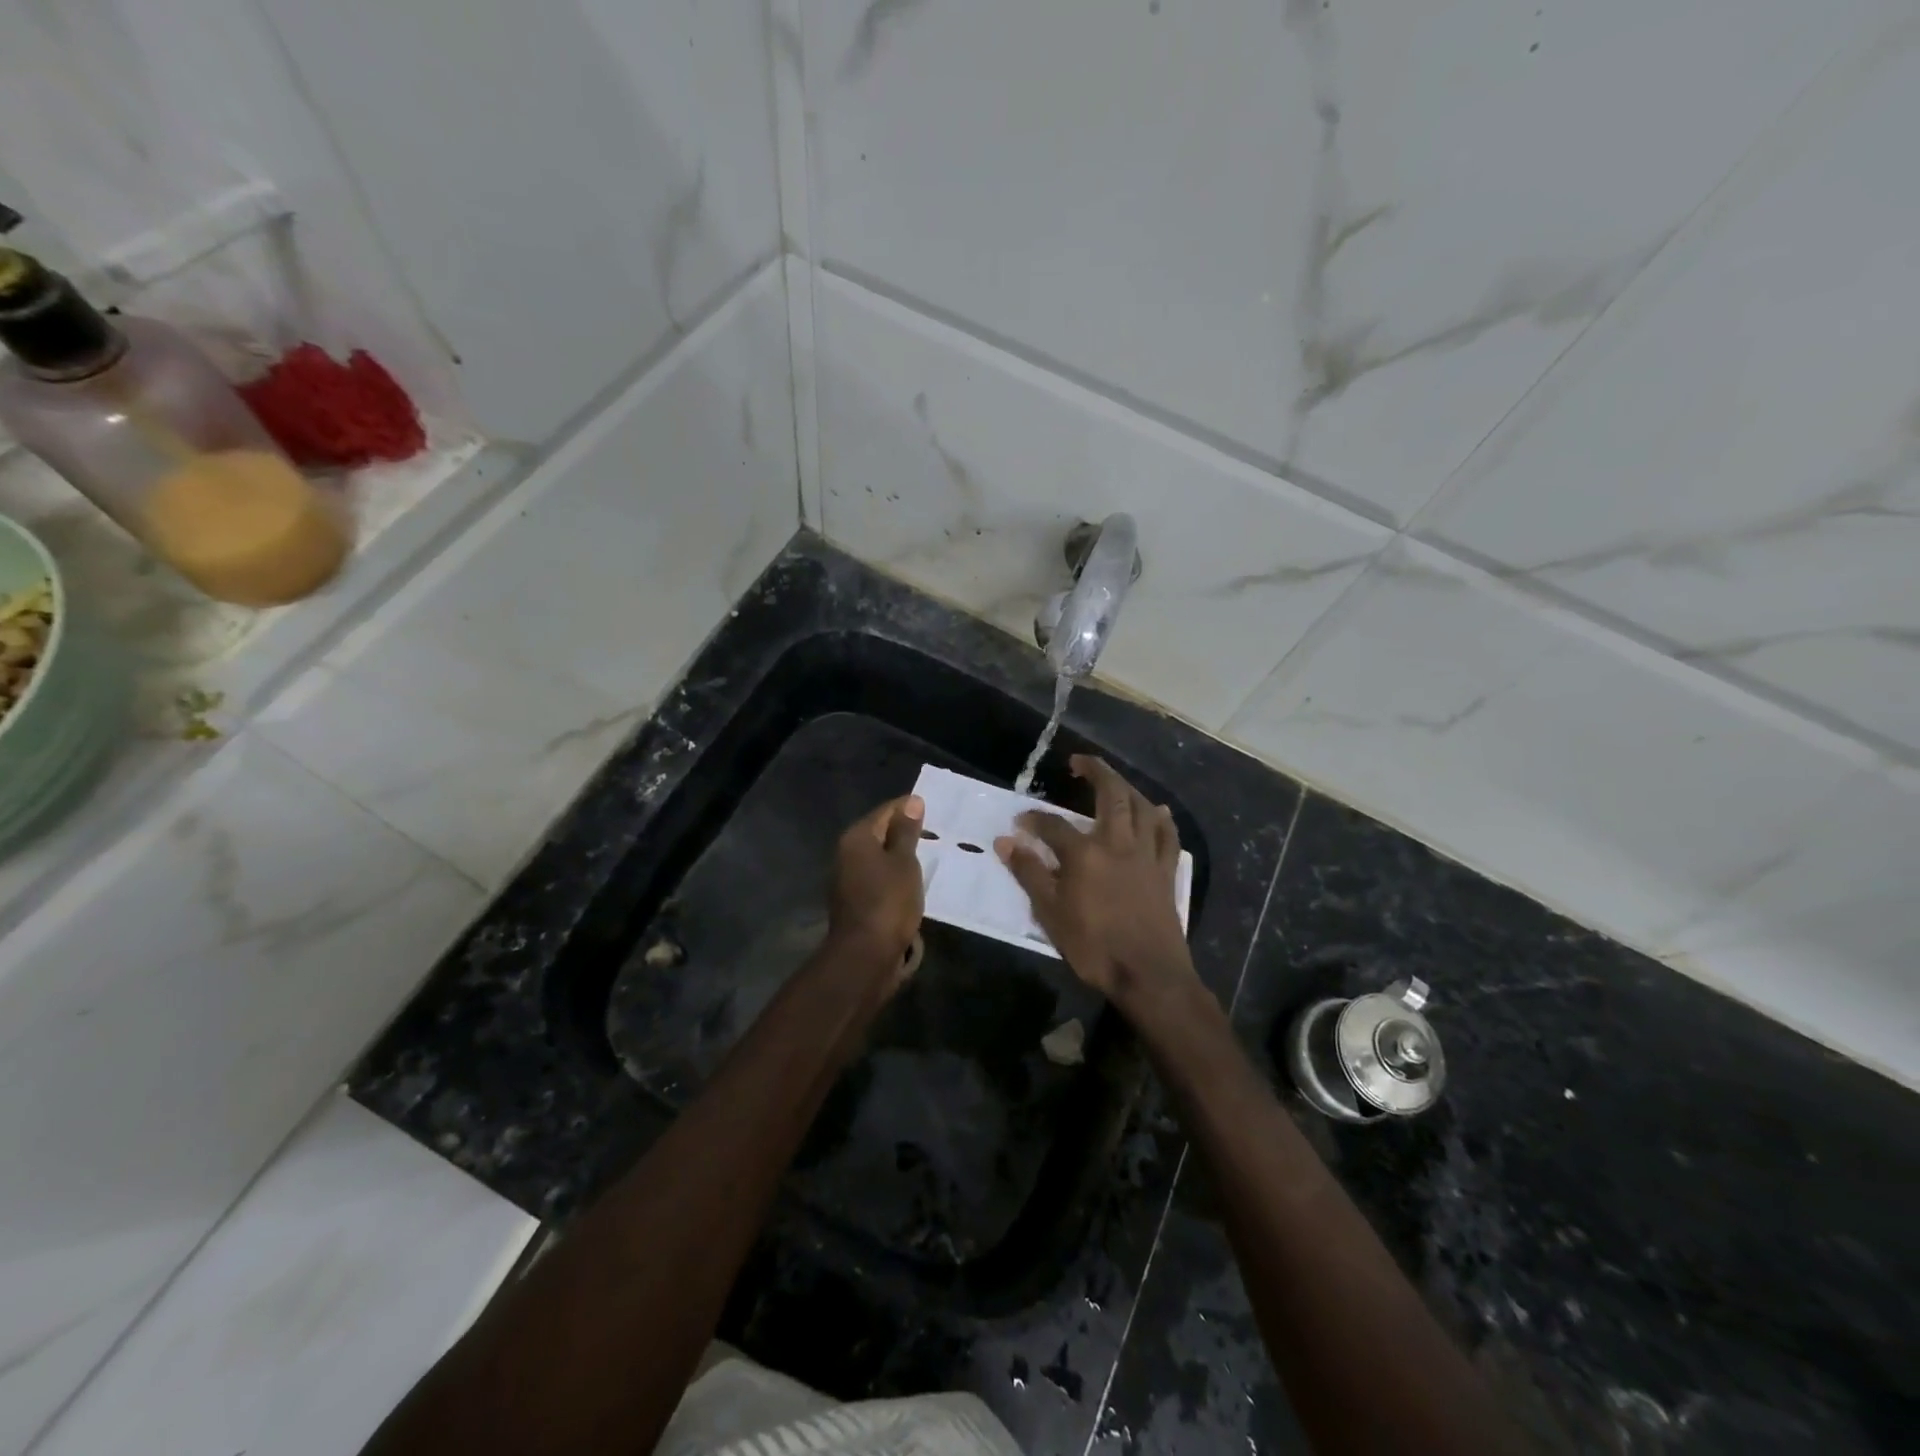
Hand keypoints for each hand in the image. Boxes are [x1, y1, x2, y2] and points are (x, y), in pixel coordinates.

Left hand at [826, 794, 925, 984]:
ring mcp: (847, 879)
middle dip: (903, 830)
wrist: (865, 954)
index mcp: (856, 838)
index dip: (907, 807)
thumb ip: (907, 831)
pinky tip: (911, 881)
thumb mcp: (905, 862)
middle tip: (933, 829)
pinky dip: (893, 875)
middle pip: (878, 833)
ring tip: (927, 854)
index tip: (930, 806)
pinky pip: (877, 877)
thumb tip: (911, 801)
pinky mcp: (854, 901)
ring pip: (877, 857)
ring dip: (898, 855)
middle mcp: (846, 854)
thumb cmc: (888, 901)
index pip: (885, 811)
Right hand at [995, 756, 1196, 1011]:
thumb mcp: (1050, 913)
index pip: (1053, 825)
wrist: (1148, 974)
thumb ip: (1029, 873)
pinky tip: (1158, 811)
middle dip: (1095, 772)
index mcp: (1085, 854)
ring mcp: (1146, 855)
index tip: (1019, 821)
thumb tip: (1005, 841)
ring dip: (1127, 788)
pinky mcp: (1166, 871)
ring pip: (1141, 807)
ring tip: (1114, 782)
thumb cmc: (1094, 947)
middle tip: (1079, 762)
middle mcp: (1117, 843)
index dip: (1033, 820)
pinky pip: (1167, 836)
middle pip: (1110, 795)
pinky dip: (1161, 819)